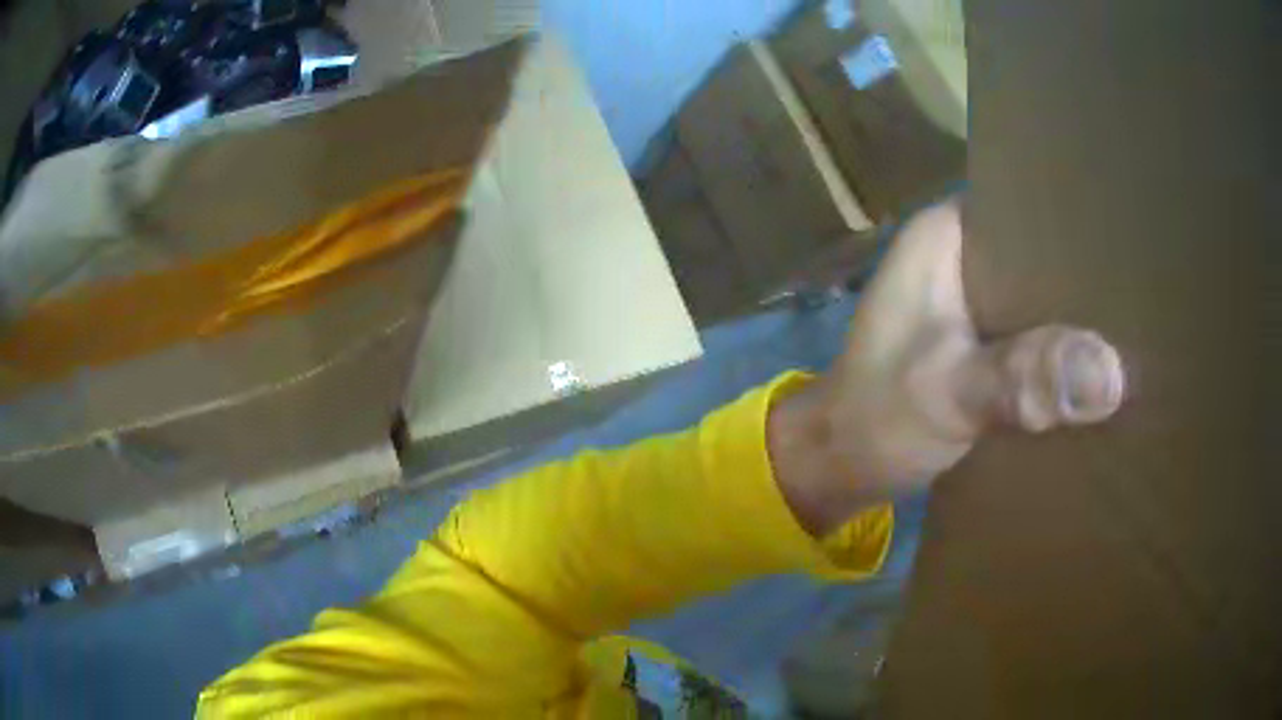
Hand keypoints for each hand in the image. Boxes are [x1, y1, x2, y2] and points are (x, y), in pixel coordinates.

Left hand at [768, 199, 1125, 535]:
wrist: (838, 466)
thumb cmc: (875, 419)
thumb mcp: (947, 393)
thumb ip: (1019, 380)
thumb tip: (1112, 372)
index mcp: (948, 236)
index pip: (1028, 204)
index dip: (1081, 220)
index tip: (1136, 240)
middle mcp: (963, 257)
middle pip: (1043, 254)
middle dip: (1090, 279)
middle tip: (1150, 295)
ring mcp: (971, 303)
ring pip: (1041, 299)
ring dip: (1078, 321)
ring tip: (1140, 331)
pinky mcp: (979, 345)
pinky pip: (1032, 338)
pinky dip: (1059, 353)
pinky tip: (1098, 370)